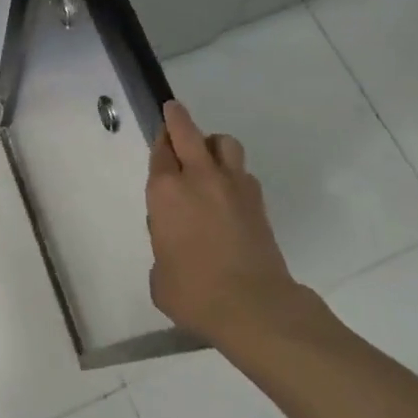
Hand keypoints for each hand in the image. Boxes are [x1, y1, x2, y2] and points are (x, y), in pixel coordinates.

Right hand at [146, 100, 302, 346]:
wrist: (253, 306)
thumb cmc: (194, 292)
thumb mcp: (160, 276)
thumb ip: (162, 247)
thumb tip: (173, 240)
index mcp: (166, 192)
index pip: (160, 152)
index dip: (159, 141)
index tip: (159, 138)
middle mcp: (198, 178)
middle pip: (187, 132)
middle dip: (178, 118)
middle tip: (173, 111)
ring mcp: (232, 186)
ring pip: (223, 143)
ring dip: (212, 143)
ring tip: (208, 155)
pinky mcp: (258, 200)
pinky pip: (243, 172)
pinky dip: (234, 173)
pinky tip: (229, 192)